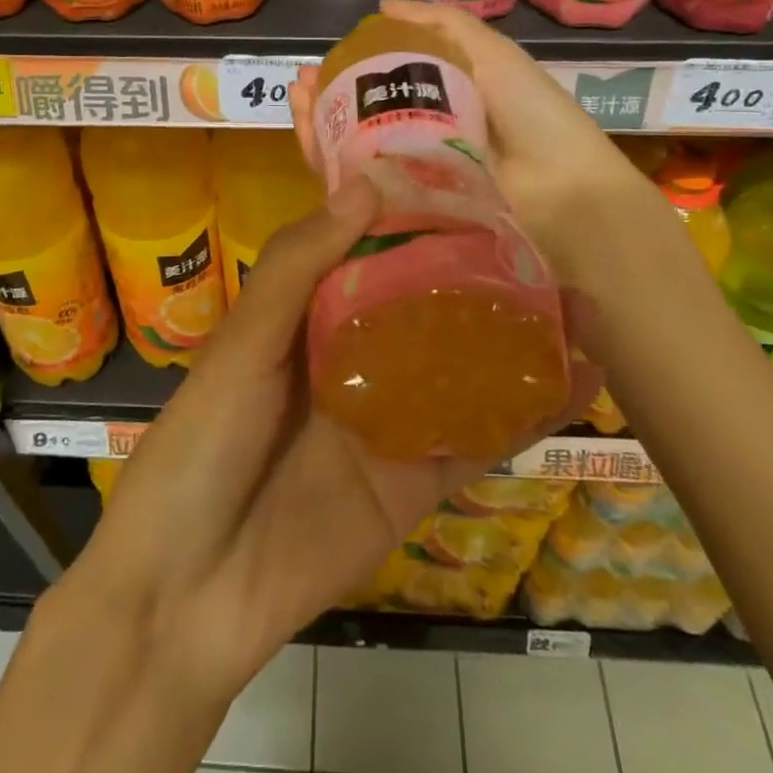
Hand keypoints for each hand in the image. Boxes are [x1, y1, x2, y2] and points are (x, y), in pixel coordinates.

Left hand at [65, 174, 599, 696]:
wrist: (191, 588)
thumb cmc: (202, 443)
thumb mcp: (243, 344)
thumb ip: (300, 267)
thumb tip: (368, 184)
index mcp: (307, 318)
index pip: (371, 254)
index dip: (416, 221)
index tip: (472, 186)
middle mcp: (354, 360)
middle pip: (428, 309)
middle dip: (483, 278)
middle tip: (546, 242)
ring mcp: (390, 422)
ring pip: (465, 371)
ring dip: (519, 340)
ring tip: (582, 303)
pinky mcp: (415, 483)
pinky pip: (477, 441)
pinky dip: (527, 414)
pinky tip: (577, 380)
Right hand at [291, 0, 668, 285]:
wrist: (561, 194)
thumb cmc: (531, 116)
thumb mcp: (492, 55)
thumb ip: (442, 27)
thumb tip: (382, 5)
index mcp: (444, 102)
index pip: (386, 82)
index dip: (353, 67)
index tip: (326, 55)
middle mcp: (422, 138)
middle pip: (362, 117)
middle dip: (327, 96)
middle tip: (299, 81)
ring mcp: (410, 178)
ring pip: (351, 150)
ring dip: (318, 122)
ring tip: (295, 97)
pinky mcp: (400, 211)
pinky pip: (355, 187)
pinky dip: (326, 160)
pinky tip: (305, 134)